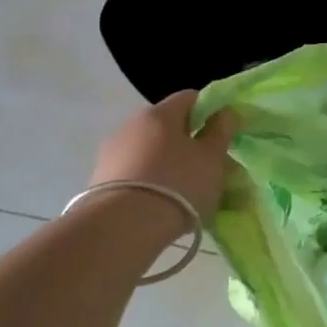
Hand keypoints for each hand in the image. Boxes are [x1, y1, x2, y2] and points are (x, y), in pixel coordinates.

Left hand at [91, 92, 236, 224]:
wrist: (122, 228)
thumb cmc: (178, 185)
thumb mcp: (212, 158)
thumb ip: (221, 131)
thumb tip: (225, 112)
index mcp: (159, 114)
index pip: (190, 97)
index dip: (211, 111)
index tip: (224, 134)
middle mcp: (131, 125)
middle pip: (169, 127)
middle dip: (192, 144)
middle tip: (210, 169)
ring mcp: (112, 153)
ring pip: (152, 152)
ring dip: (171, 164)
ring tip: (188, 193)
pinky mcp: (100, 180)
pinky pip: (136, 173)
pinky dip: (152, 182)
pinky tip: (163, 205)